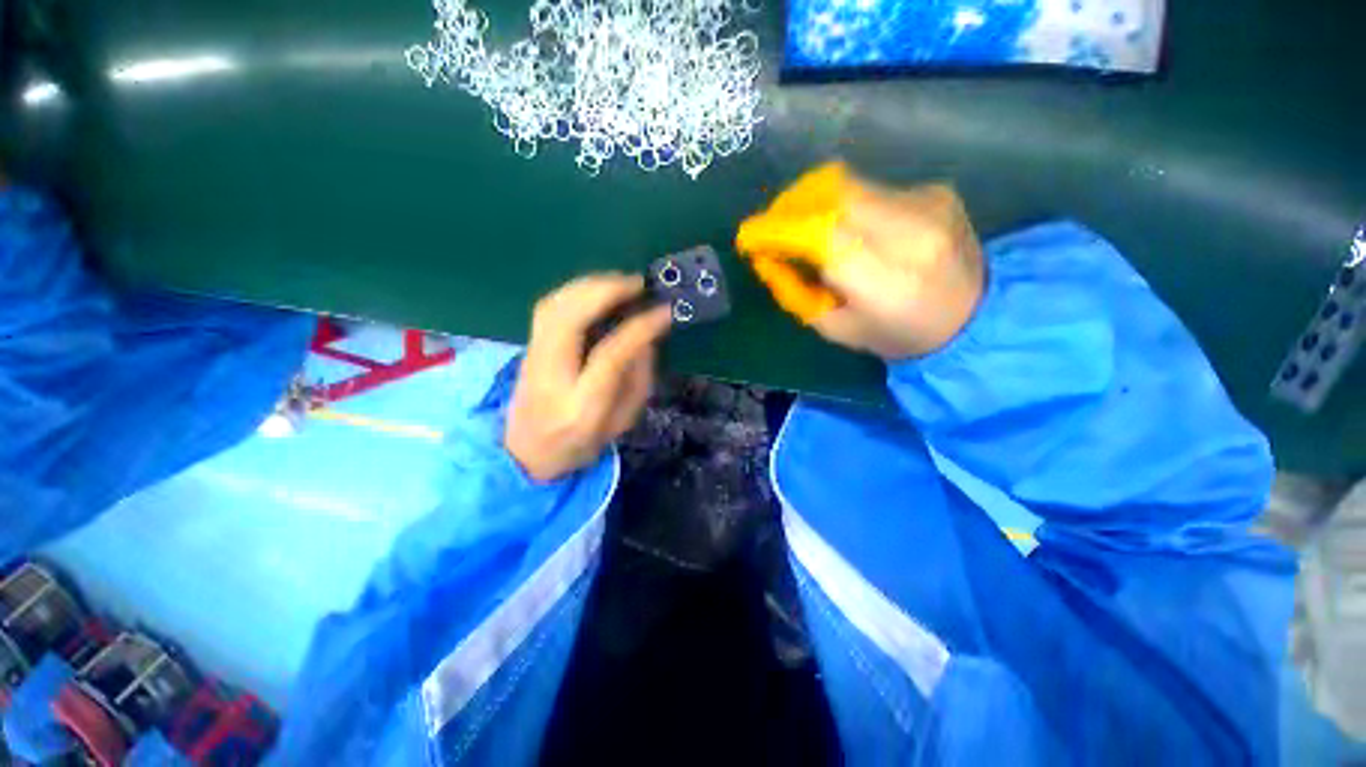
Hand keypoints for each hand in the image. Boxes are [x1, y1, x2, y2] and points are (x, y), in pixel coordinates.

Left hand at [505, 273, 672, 481]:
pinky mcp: (527, 347)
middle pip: (569, 319)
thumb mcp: (622, 422)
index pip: (609, 356)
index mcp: (580, 406)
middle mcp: (550, 377)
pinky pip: (548, 307)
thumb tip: (646, 336)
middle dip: (605, 292)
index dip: (638, 328)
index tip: (663, 311)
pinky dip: (574, 291)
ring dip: (589, 285)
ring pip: (554, 306)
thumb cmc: (581, 444)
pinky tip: (595, 291)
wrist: (526, 454)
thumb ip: (638, 380)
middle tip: (638, 283)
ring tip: (620, 282)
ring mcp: (531, 359)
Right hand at [738, 164, 984, 359]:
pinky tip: (848, 228)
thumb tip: (766, 259)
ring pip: (848, 185)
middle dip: (789, 204)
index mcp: (884, 280)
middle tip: (771, 226)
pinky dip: (845, 205)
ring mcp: (927, 204)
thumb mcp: (837, 330)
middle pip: (831, 193)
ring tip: (802, 228)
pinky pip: (872, 189)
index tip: (749, 237)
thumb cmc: (900, 335)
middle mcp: (909, 231)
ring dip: (813, 202)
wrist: (979, 316)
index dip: (776, 229)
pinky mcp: (935, 191)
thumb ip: (796, 295)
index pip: (819, 233)